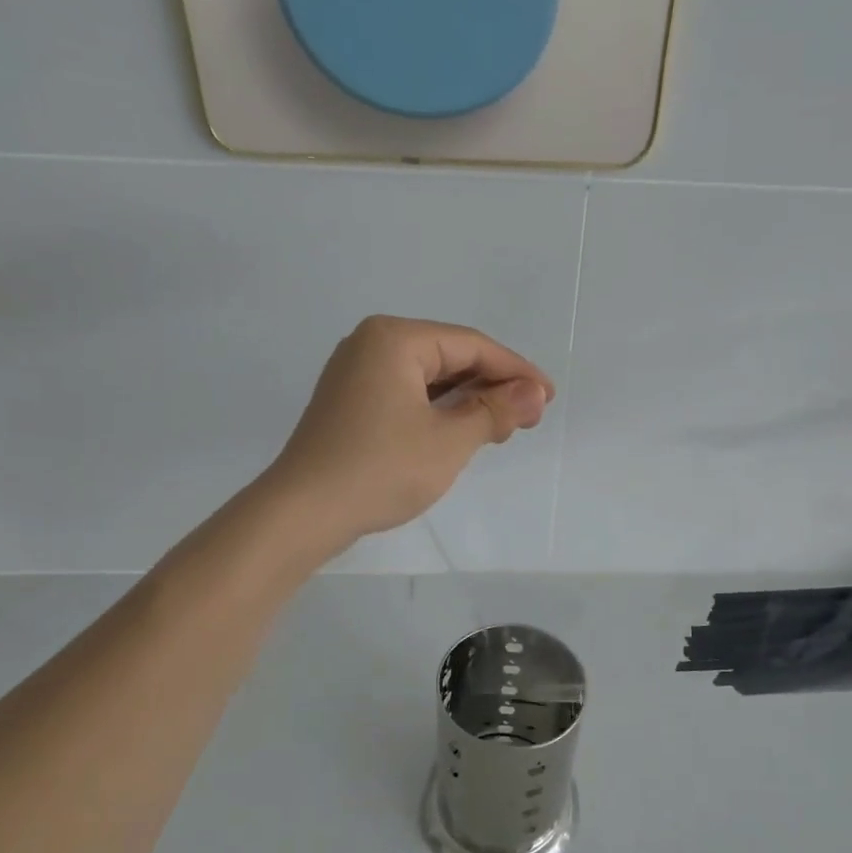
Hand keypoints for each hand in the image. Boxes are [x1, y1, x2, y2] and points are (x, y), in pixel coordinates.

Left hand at [262, 316, 552, 553]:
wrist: (302, 513)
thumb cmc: (381, 470)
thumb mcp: (449, 440)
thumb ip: (495, 410)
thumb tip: (535, 393)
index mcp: (395, 338)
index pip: (471, 346)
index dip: (515, 371)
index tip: (548, 397)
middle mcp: (372, 344)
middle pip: (449, 356)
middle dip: (491, 386)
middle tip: (528, 418)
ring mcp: (355, 373)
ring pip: (428, 377)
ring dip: (467, 401)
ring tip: (501, 428)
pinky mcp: (349, 402)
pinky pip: (406, 393)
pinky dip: (438, 410)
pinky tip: (461, 431)